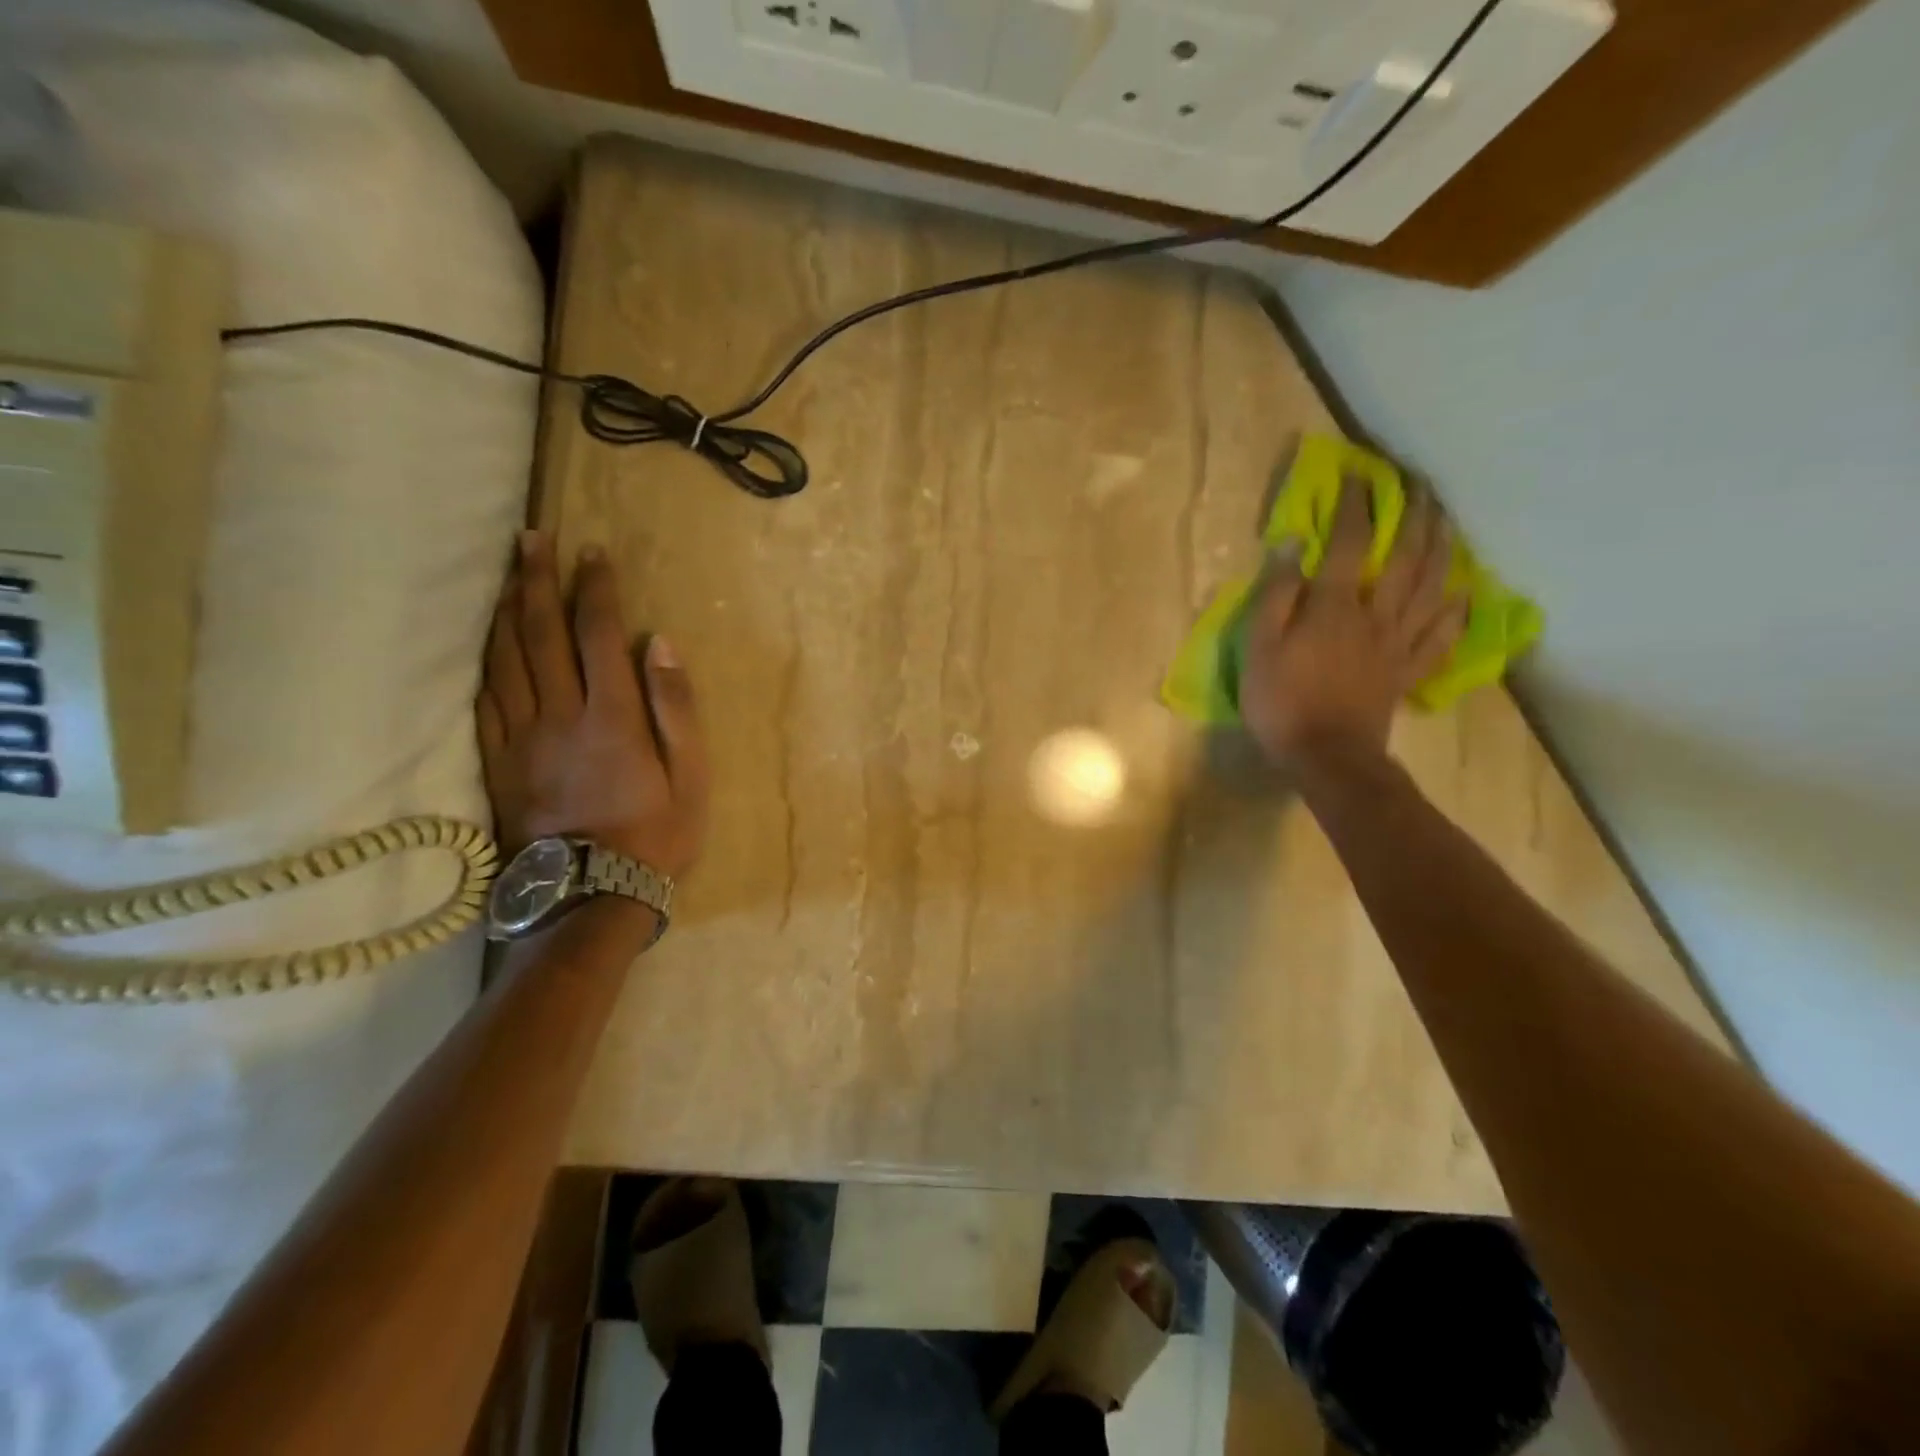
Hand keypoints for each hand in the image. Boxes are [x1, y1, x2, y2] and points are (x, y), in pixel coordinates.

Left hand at [477, 532, 707, 878]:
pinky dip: (484, 661)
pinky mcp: (496, 763)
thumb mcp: (692, 776)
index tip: (592, 552)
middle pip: (540, 634)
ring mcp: (520, 739)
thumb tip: (661, 645)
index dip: (594, 588)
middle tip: (531, 538)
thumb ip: (676, 709)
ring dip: (504, 610)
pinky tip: (486, 641)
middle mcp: (559, 716)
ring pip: (503, 660)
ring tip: (506, 574)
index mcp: (611, 716)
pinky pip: (483, 701)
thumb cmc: (656, 835)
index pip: (598, 635)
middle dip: (536, 580)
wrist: (591, 895)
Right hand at [1239, 479, 1466, 763]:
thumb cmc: (1282, 702)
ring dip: (1442, 550)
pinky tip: (1465, 594)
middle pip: (1406, 558)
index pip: (1350, 544)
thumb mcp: (1259, 648)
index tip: (1359, 476)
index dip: (1356, 507)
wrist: (1327, 757)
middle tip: (1421, 487)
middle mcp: (1376, 615)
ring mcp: (1398, 644)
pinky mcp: (1407, 671)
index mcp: (1336, 607)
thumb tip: (1293, 547)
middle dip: (1414, 518)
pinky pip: (1441, 636)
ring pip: (1431, 588)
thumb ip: (1277, 596)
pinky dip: (1457, 612)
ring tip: (1446, 522)